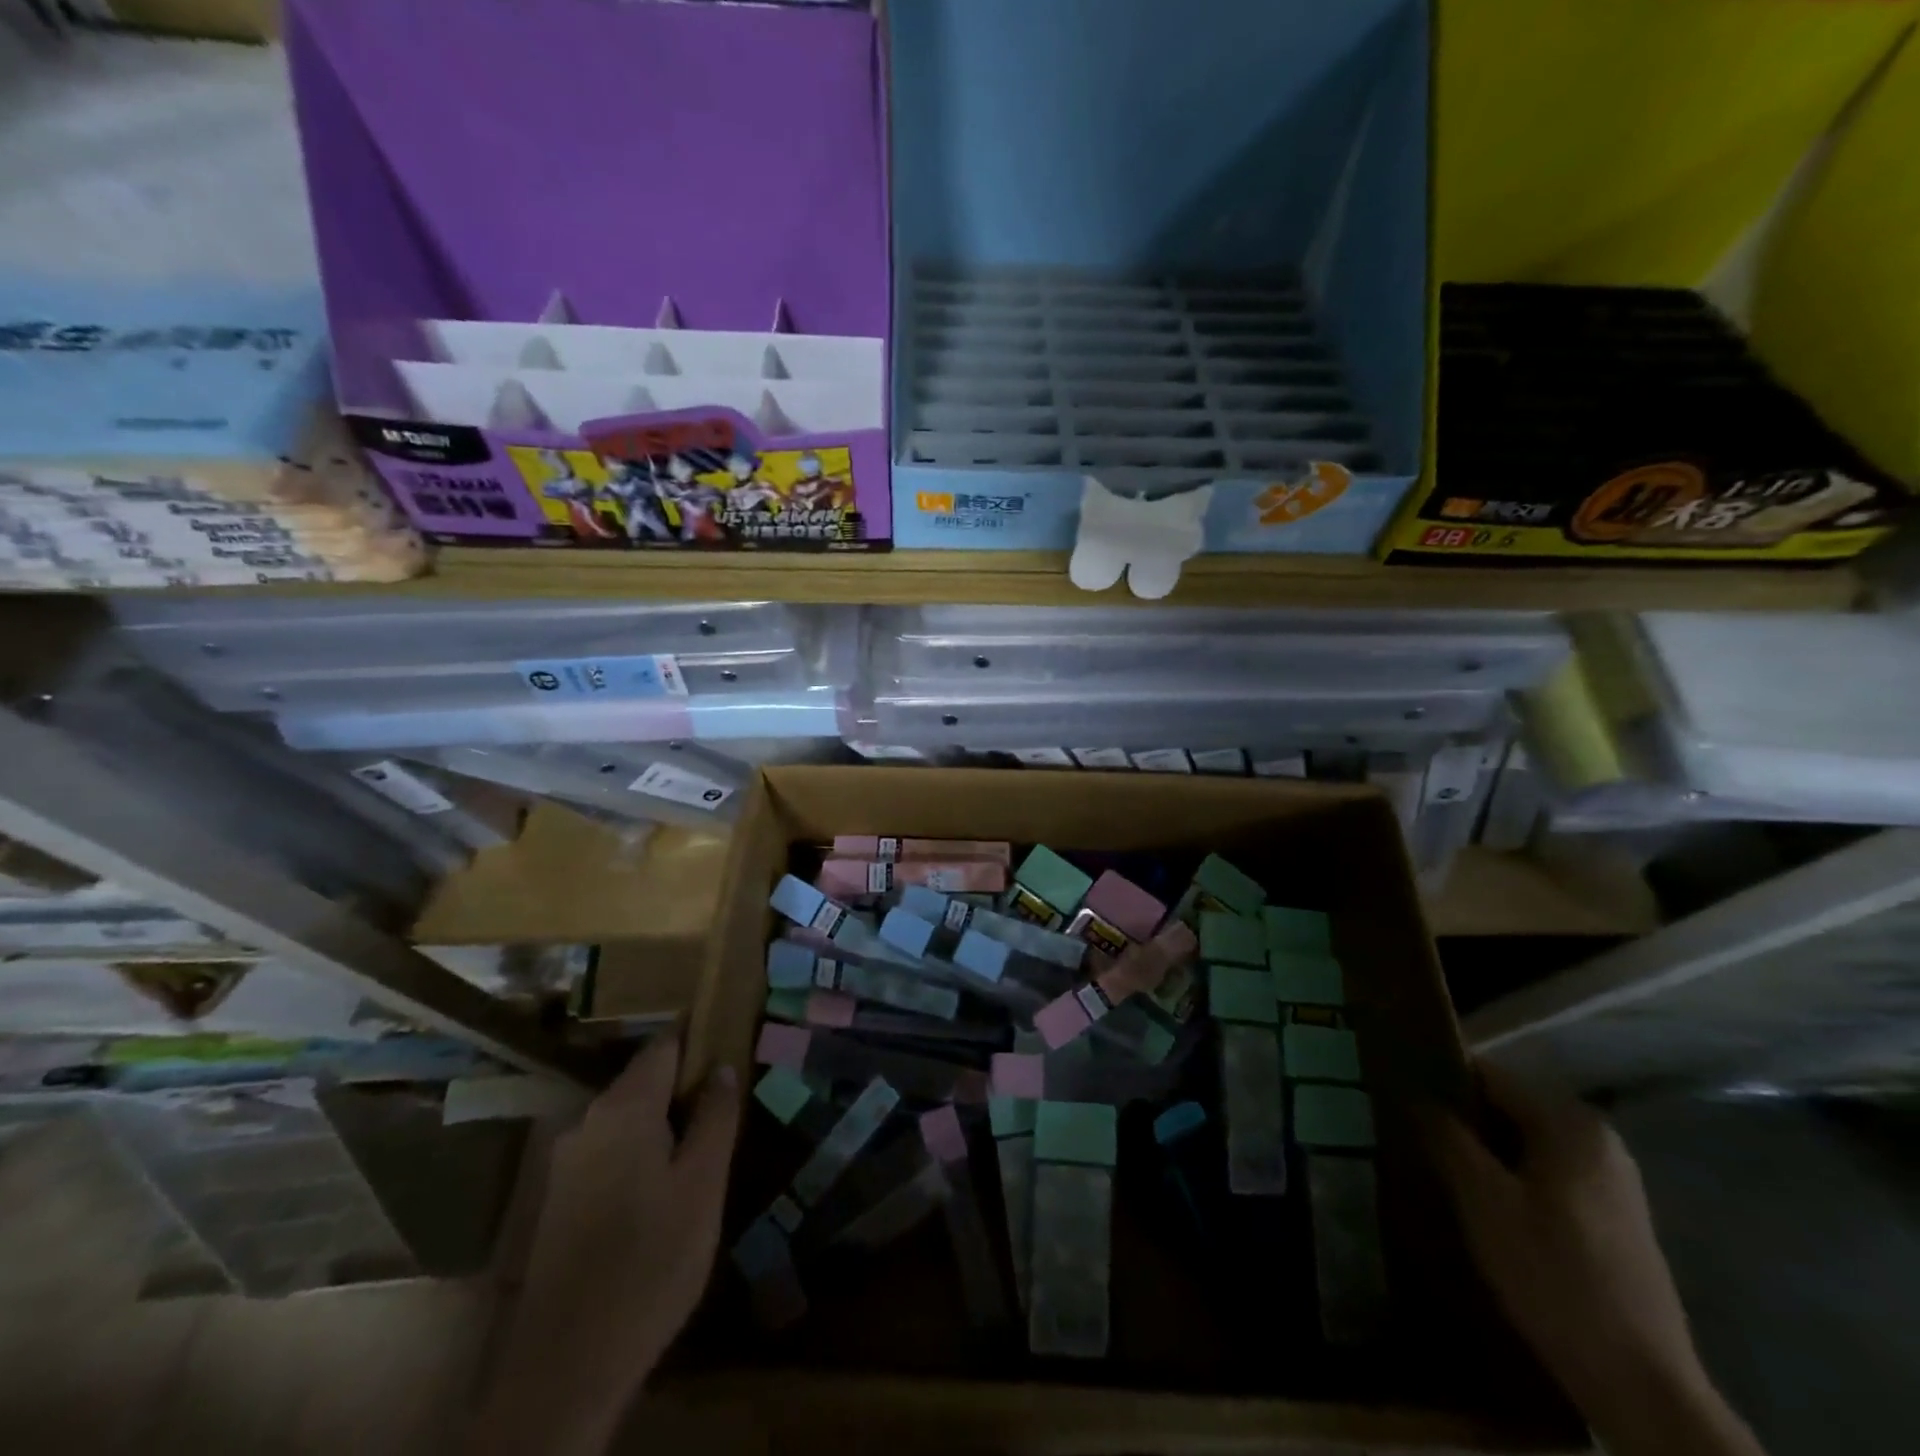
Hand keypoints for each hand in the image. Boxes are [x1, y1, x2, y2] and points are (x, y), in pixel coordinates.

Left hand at [470, 1037, 739, 1455]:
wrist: (565, 1366)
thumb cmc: (650, 1262)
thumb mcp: (703, 1185)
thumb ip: (716, 1117)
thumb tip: (723, 1066)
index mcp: (624, 1107)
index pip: (666, 1043)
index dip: (700, 1035)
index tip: (733, 1038)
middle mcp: (587, 1120)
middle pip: (645, 1079)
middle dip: (686, 1082)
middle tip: (727, 1104)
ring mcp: (567, 1161)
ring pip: (627, 1118)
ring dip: (663, 1120)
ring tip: (701, 1146)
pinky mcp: (559, 1198)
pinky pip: (609, 1150)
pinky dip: (640, 1150)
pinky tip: (662, 1186)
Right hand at [1426, 1064, 1764, 1455]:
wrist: (1640, 1383)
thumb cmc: (1553, 1274)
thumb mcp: (1483, 1199)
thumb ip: (1447, 1137)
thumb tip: (1419, 1096)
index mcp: (1570, 1123)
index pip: (1489, 1075)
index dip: (1442, 1079)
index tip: (1402, 1094)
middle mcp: (1598, 1139)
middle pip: (1510, 1107)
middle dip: (1463, 1119)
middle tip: (1416, 1136)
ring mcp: (1613, 1180)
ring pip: (1527, 1142)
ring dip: (1486, 1151)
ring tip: (1442, 1168)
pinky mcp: (1614, 1216)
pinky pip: (1548, 1172)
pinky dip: (1514, 1176)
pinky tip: (1486, 1204)